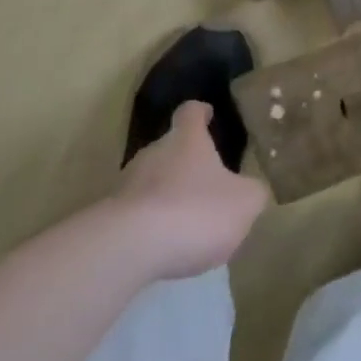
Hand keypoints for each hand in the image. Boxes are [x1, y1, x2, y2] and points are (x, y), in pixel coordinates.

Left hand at [112, 103, 268, 279]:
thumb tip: (253, 189)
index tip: (208, 114)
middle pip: (169, 147)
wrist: (127, 248)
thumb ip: (253, 192)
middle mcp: (153, 152)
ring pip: (150, 181)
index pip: (191, 112)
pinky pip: (134, 214)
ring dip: (166, 195)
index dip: (201, 112)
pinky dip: (149, 224)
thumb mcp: (244, 203)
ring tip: (185, 221)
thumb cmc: (194, 211)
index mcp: (187, 139)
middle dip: (185, 162)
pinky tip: (162, 246)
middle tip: (204, 182)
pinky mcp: (108, 218)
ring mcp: (125, 185)